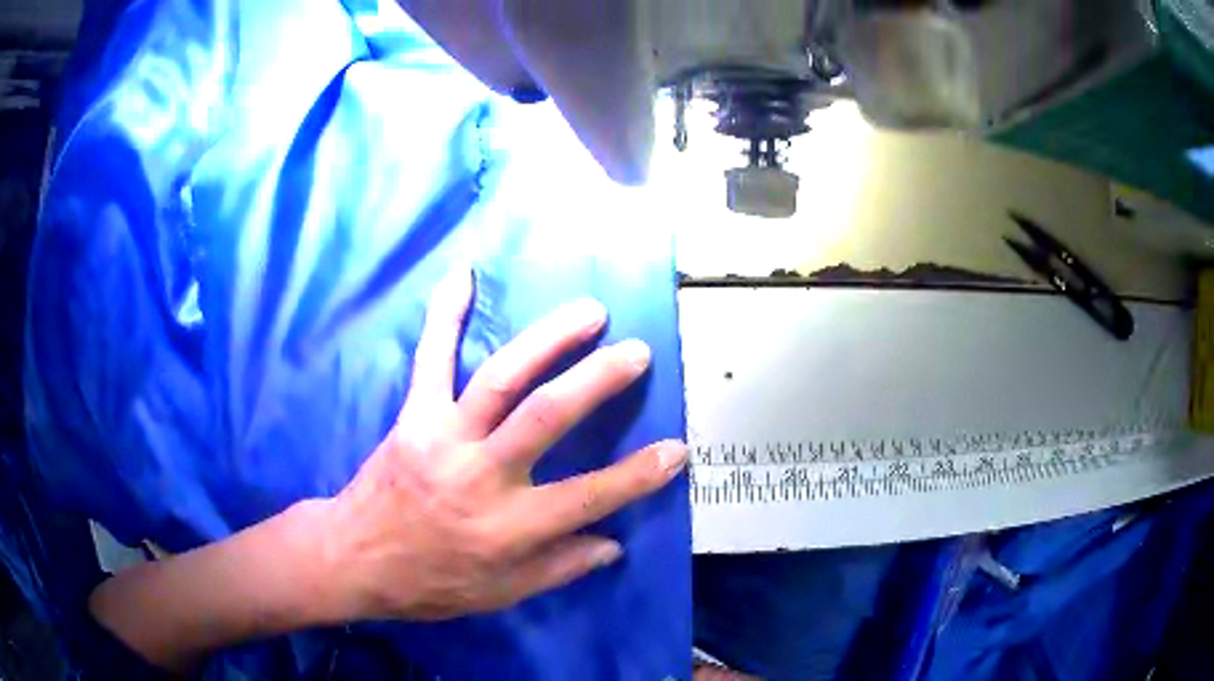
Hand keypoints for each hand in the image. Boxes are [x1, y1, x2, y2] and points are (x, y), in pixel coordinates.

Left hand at [320, 268, 687, 620]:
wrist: (354, 558)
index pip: (589, 498)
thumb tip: (612, 545)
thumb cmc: (430, 583)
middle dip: (598, 380)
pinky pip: (430, 359)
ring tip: (589, 312)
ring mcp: (443, 437)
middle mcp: (480, 476)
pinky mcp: (413, 417)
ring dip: (548, 340)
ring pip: (501, 378)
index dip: (639, 475)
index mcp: (507, 528)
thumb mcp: (499, 594)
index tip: (677, 449)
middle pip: (547, 417)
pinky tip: (463, 276)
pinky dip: (445, 316)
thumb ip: (558, 568)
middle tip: (636, 352)